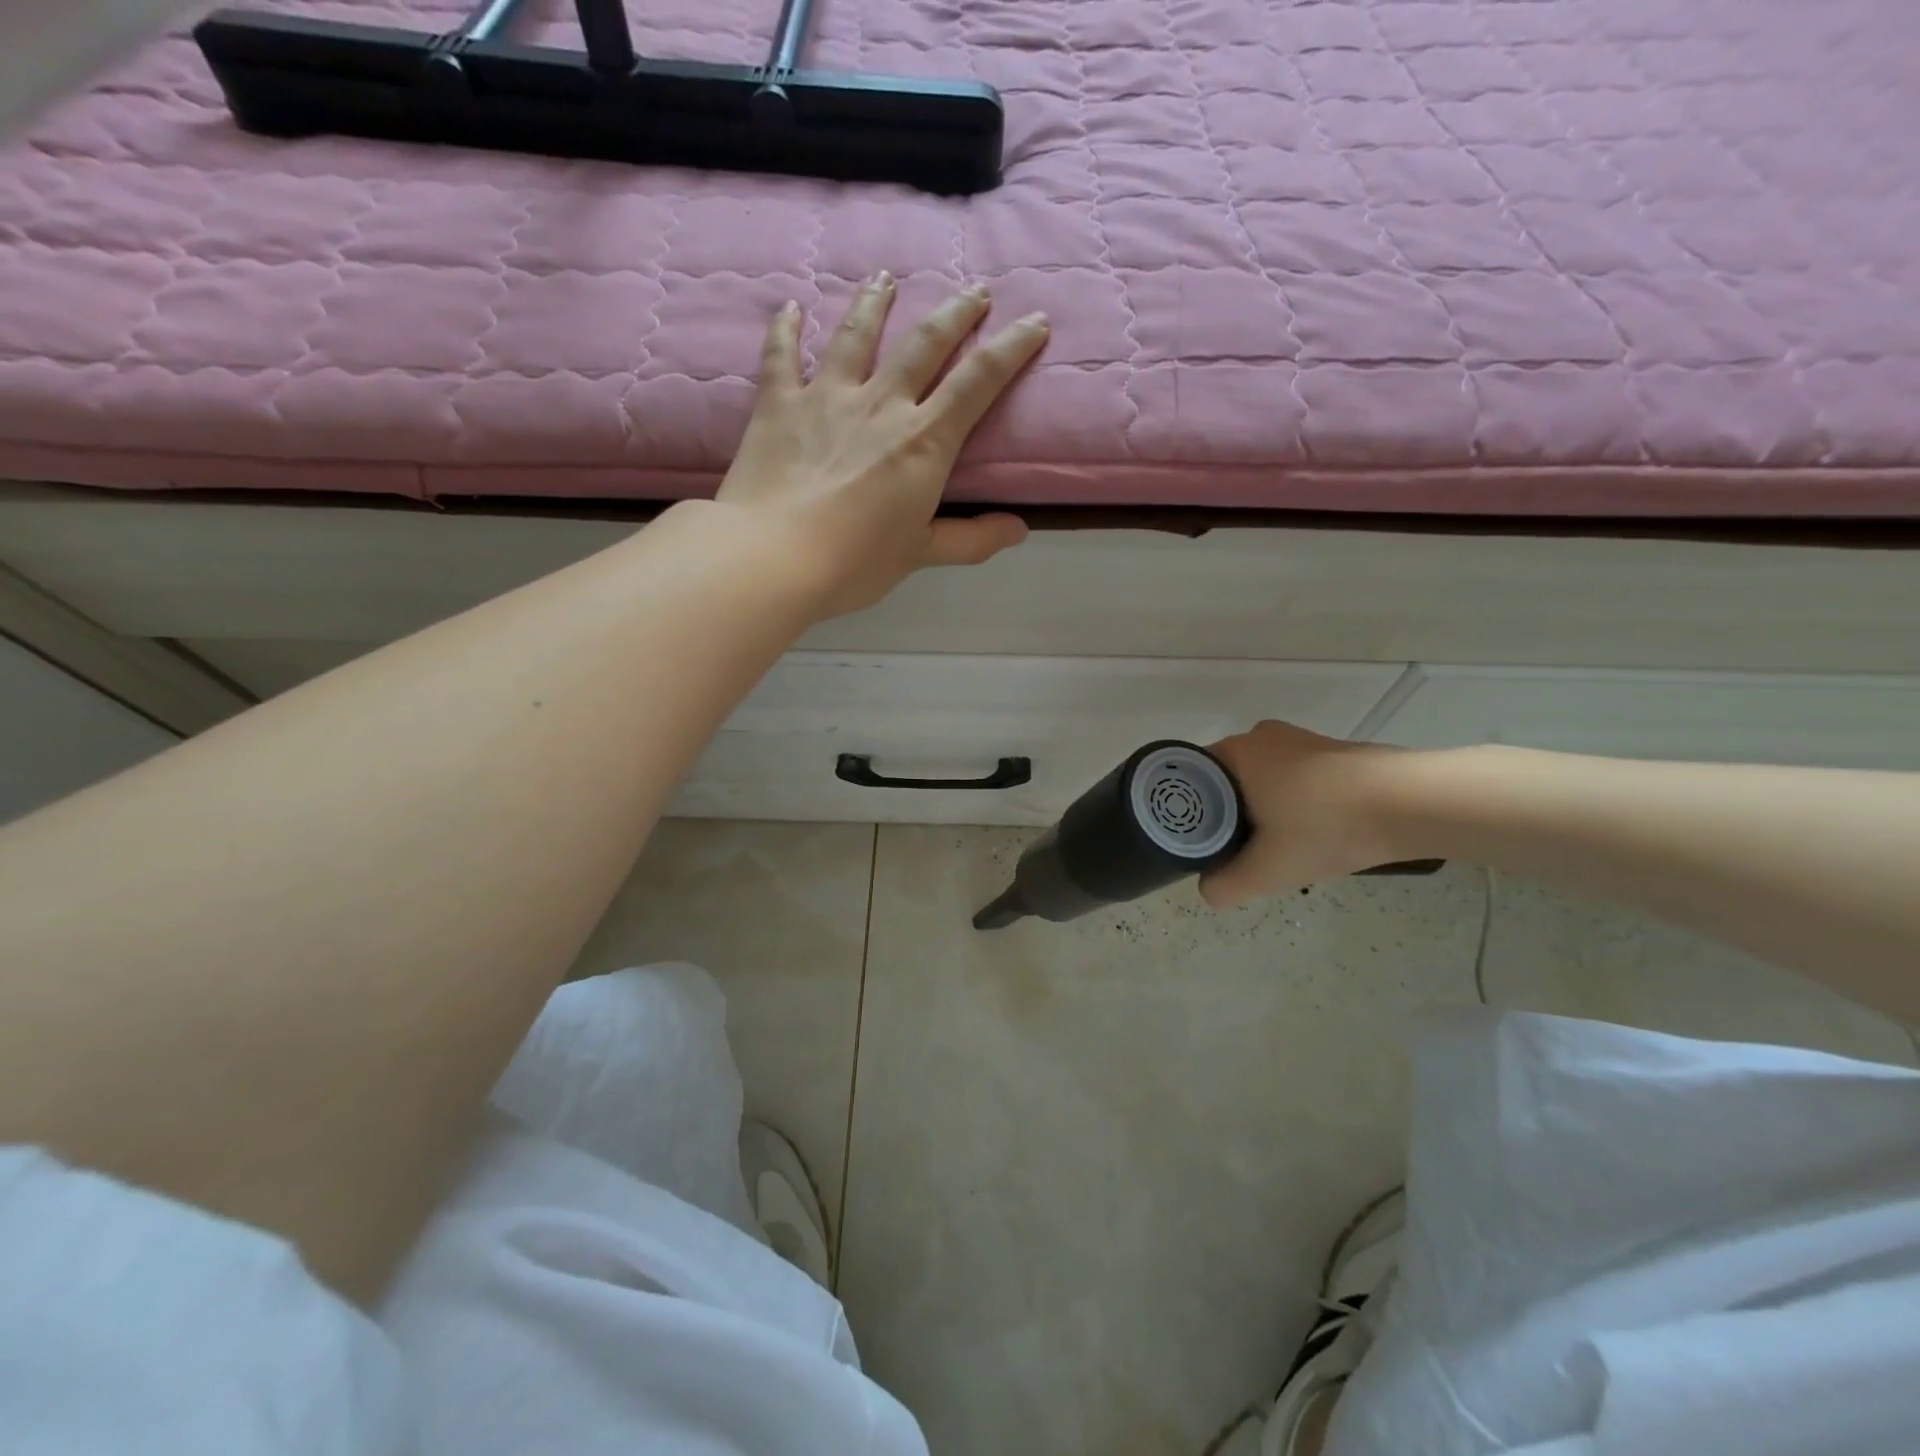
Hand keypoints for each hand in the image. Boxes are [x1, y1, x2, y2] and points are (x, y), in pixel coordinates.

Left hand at [715, 274, 1047, 617]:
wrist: (773, 557)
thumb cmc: (854, 562)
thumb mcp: (920, 554)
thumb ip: (971, 539)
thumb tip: (1018, 530)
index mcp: (923, 441)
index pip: (978, 381)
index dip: (1011, 348)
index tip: (1035, 321)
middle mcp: (880, 404)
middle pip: (925, 344)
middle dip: (957, 313)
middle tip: (975, 290)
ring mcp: (826, 396)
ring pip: (857, 334)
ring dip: (876, 301)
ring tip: (886, 277)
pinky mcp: (779, 403)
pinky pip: (782, 355)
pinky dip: (786, 328)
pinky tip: (792, 307)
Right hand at [1200, 721, 1408, 907]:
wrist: (1413, 803)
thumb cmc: (1327, 826)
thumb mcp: (1268, 870)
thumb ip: (1226, 885)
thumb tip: (1208, 889)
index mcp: (1236, 751)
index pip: (1193, 779)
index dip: (1192, 814)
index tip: (1203, 844)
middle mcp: (1261, 736)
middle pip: (1227, 781)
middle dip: (1230, 816)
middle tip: (1239, 852)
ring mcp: (1300, 740)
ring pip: (1262, 781)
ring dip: (1264, 811)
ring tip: (1279, 848)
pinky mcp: (1332, 751)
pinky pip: (1294, 779)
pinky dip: (1294, 805)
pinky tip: (1312, 833)